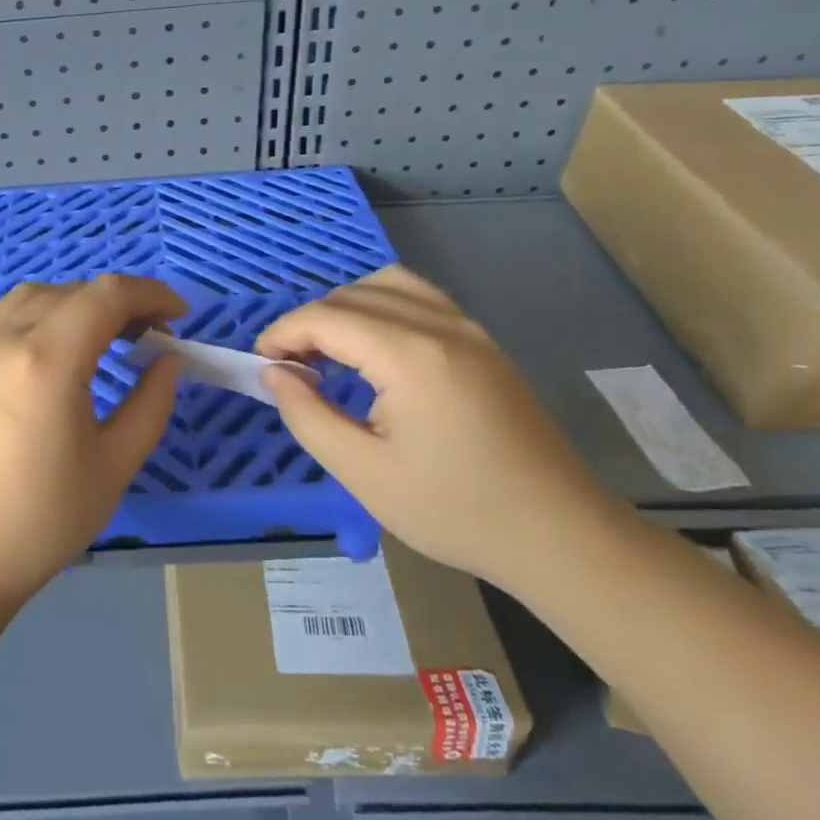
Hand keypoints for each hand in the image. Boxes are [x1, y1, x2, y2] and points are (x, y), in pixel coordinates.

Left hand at [0, 275, 186, 621]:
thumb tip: (168, 359)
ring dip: (71, 305)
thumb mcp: (113, 467)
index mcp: (48, 359)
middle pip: (71, 292)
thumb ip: (150, 404)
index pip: (108, 296)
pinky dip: (22, 314)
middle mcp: (2, 337)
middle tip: (144, 339)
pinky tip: (30, 344)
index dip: (151, 294)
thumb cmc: (38, 522)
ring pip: (28, 296)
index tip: (177, 316)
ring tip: (91, 339)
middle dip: (117, 304)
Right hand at [256, 265, 611, 586]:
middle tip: (288, 367)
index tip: (260, 364)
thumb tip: (274, 373)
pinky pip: (420, 299)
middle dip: (309, 322)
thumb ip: (307, 414)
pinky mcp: (484, 344)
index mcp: (411, 355)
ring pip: (389, 284)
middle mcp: (441, 325)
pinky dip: (381, 308)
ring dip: (346, 307)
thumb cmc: (454, 511)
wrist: (559, 536)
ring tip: (328, 351)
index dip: (282, 333)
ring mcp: (469, 329)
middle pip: (353, 294)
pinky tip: (374, 350)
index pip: (326, 317)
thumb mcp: (363, 472)